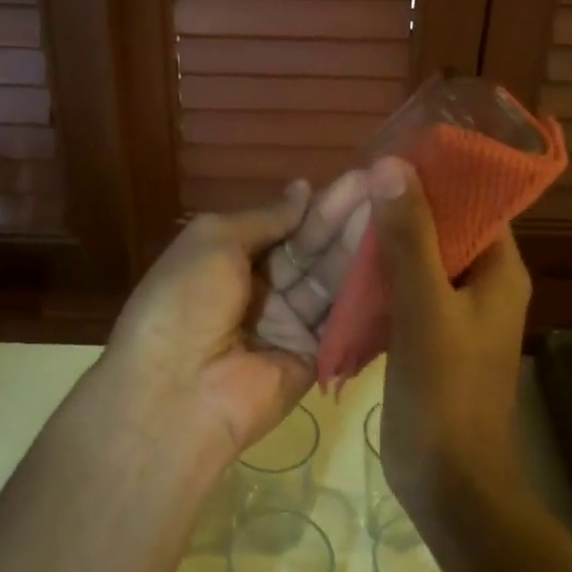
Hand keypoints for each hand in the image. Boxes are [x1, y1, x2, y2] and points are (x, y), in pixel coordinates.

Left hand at [103, 175, 371, 466]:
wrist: (177, 392)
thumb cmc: (185, 301)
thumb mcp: (214, 240)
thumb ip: (265, 217)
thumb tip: (304, 189)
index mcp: (230, 259)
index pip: (284, 226)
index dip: (317, 204)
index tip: (359, 178)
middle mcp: (261, 289)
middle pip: (310, 250)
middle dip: (344, 219)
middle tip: (386, 187)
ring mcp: (288, 324)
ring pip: (329, 280)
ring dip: (357, 248)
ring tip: (394, 212)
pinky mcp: (314, 357)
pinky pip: (342, 321)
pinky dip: (364, 292)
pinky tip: (393, 259)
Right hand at [367, 157, 531, 523]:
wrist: (450, 484)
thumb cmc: (446, 392)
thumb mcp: (425, 307)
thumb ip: (409, 237)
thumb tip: (392, 166)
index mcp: (500, 271)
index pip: (477, 203)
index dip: (440, 176)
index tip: (392, 157)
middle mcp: (484, 285)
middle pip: (447, 228)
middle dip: (405, 207)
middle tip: (356, 187)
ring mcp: (457, 314)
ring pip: (423, 260)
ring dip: (390, 242)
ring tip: (345, 219)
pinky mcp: (431, 337)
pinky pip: (408, 292)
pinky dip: (383, 278)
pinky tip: (347, 268)